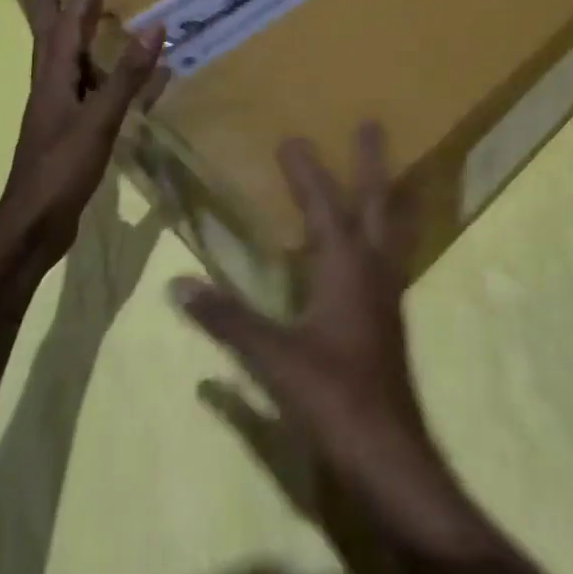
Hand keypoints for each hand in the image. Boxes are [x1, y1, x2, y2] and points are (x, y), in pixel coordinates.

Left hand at [0, 0, 164, 265]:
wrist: (34, 225)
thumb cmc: (62, 168)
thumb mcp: (99, 119)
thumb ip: (126, 76)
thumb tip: (154, 27)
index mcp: (53, 84)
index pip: (64, 34)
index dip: (77, 6)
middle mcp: (49, 94)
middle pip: (50, 46)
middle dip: (55, 17)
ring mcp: (54, 118)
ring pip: (62, 70)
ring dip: (71, 45)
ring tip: (85, 29)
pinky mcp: (64, 138)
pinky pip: (81, 96)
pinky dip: (95, 81)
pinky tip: (108, 88)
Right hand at [173, 124, 434, 486]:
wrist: (387, 449)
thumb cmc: (332, 396)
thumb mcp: (273, 357)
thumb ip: (227, 320)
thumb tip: (179, 285)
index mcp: (345, 267)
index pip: (322, 206)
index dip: (305, 172)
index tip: (291, 138)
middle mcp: (373, 267)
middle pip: (376, 201)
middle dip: (370, 162)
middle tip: (371, 124)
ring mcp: (387, 290)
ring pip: (392, 226)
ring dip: (388, 193)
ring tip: (393, 170)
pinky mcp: (390, 314)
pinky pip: (392, 255)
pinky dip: (388, 232)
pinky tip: (378, 244)